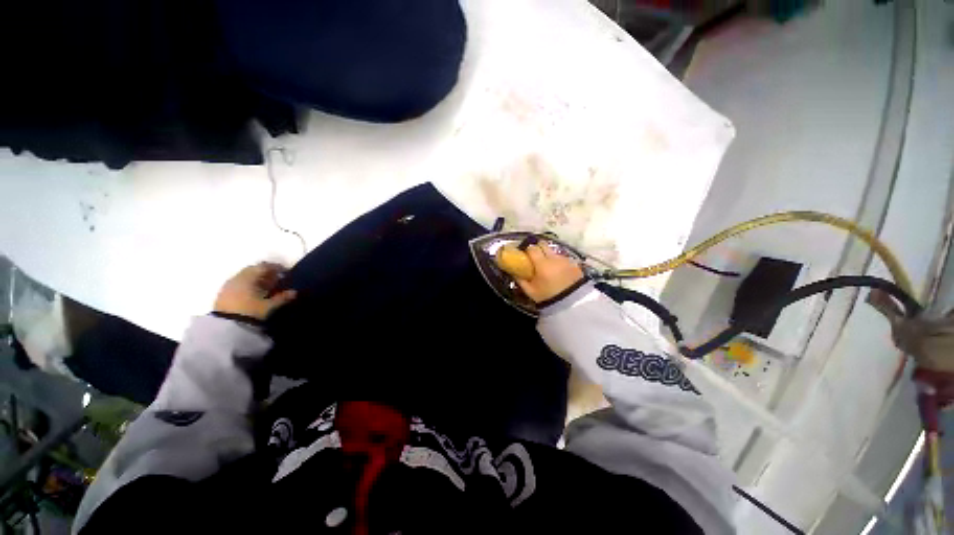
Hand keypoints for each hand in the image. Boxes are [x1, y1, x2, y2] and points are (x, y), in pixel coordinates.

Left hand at [214, 262, 296, 319]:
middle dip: (265, 272)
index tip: (286, 272)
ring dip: (256, 279)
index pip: (264, 266)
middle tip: (276, 278)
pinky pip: (238, 284)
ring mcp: (228, 286)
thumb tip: (294, 292)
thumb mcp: (269, 306)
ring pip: (244, 276)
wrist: (226, 327)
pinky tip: (253, 293)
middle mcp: (237, 278)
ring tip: (266, 286)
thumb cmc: (250, 312)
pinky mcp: (223, 295)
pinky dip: (247, 285)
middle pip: (253, 270)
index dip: (276, 267)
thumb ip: (282, 297)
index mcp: (248, 277)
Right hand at [516, 244, 584, 302]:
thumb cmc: (548, 297)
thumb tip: (514, 272)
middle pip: (543, 244)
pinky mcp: (574, 264)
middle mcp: (554, 258)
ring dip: (549, 256)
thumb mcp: (531, 291)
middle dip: (538, 248)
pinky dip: (559, 262)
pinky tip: (558, 272)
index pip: (532, 248)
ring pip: (553, 251)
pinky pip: (563, 258)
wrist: (573, 304)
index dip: (527, 250)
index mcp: (542, 264)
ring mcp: (565, 260)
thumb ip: (521, 280)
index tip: (525, 255)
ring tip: (548, 267)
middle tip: (535, 257)